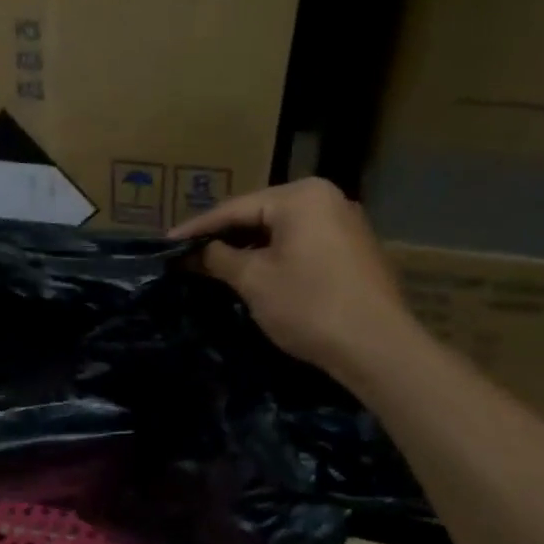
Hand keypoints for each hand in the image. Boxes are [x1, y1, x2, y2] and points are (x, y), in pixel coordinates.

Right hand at [171, 178, 421, 383]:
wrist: (377, 347)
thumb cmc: (309, 306)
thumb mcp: (254, 281)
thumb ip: (219, 258)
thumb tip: (195, 253)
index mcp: (301, 196)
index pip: (235, 208)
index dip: (197, 228)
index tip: (166, 243)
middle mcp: (326, 198)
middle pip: (260, 214)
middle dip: (223, 236)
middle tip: (187, 253)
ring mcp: (344, 223)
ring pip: (281, 230)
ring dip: (248, 247)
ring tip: (213, 263)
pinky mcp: (353, 250)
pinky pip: (302, 243)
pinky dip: (274, 255)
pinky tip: (253, 271)